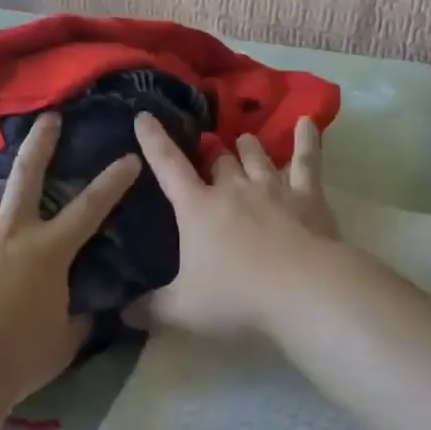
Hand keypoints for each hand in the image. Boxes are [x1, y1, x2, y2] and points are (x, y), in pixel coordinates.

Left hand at [0, 113, 141, 413]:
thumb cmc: (17, 359)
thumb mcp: (62, 343)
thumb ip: (78, 322)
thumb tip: (90, 315)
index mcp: (48, 250)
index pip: (91, 208)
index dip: (113, 181)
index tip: (129, 157)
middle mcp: (9, 230)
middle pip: (26, 174)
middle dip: (39, 142)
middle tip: (47, 117)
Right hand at [132, 113, 340, 338]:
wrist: (304, 291)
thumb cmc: (237, 297)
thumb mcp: (184, 310)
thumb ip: (151, 309)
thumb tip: (122, 314)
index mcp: (197, 208)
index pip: (168, 166)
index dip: (154, 140)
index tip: (144, 116)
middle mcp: (233, 189)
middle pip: (219, 160)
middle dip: (211, 153)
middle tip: (209, 150)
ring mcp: (272, 188)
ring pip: (256, 156)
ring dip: (248, 148)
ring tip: (243, 140)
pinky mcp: (308, 196)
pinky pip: (307, 160)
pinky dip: (307, 140)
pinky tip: (308, 122)